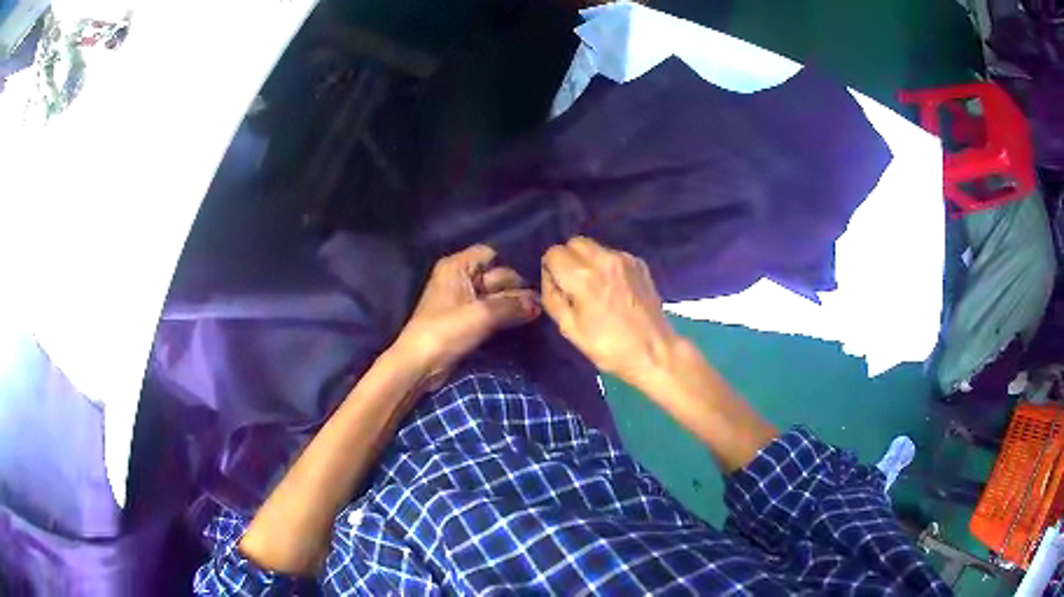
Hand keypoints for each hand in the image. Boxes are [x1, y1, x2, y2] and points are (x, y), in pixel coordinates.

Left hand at [393, 244, 540, 390]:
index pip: (490, 254)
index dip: (510, 266)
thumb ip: (512, 306)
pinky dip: (504, 315)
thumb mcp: (482, 315)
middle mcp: (460, 278)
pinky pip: (490, 311)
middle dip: (516, 288)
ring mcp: (462, 300)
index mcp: (457, 267)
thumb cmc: (446, 332)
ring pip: (495, 295)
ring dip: (512, 304)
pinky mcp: (465, 320)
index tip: (532, 281)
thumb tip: (539, 304)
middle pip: (495, 275)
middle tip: (540, 302)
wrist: (420, 365)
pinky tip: (523, 321)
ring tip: (536, 313)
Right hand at [541, 237, 679, 387]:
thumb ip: (552, 297)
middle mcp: (604, 259)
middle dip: (568, 259)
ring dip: (588, 261)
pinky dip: (607, 266)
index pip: (553, 253)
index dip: (550, 270)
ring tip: (597, 288)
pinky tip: (614, 289)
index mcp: (583, 276)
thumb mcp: (569, 328)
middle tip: (574, 286)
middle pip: (574, 242)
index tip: (559, 288)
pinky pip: (613, 255)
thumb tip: (549, 278)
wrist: (654, 351)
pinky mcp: (639, 263)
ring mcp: (625, 259)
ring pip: (594, 247)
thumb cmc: (608, 347)